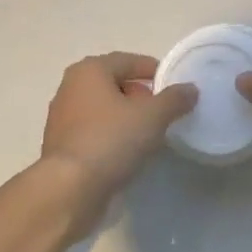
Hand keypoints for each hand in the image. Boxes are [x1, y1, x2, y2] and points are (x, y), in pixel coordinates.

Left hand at [39, 52, 195, 225]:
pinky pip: (93, 131)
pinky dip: (111, 135)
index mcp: (89, 70)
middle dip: (140, 95)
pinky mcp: (61, 146)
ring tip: (149, 134)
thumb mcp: (152, 117)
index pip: (127, 61)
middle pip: (114, 84)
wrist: (69, 190)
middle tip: (163, 112)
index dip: (153, 70)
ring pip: (102, 109)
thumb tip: (190, 88)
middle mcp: (70, 87)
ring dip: (125, 117)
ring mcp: (62, 118)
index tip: (173, 85)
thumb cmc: (110, 140)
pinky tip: (127, 152)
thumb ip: (174, 99)